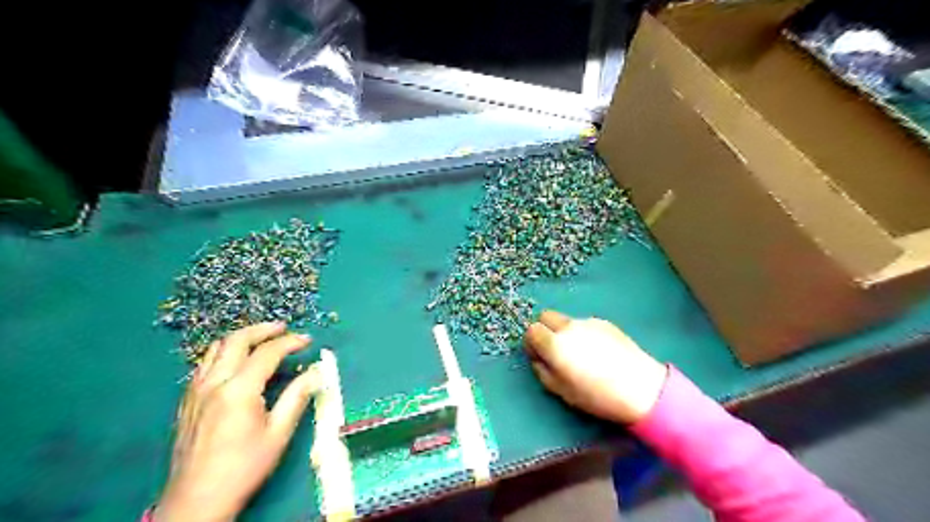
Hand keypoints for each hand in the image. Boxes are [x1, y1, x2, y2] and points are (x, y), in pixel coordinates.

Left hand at [154, 325, 320, 519]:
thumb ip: (298, 396)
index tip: (308, 340)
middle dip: (263, 329)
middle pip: (236, 340)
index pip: (267, 352)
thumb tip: (317, 371)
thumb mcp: (279, 433)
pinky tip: (237, 363)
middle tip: (284, 328)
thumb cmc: (244, 467)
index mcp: (238, 390)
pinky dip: (224, 353)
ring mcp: (195, 391)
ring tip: (262, 339)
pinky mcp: (187, 400)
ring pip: (216, 348)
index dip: (290, 342)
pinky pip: (205, 364)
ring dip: (241, 338)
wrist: (197, 500)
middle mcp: (214, 383)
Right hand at [522, 310, 668, 423]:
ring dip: (565, 332)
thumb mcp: (561, 391)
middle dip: (544, 329)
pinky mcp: (604, 322)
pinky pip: (584, 324)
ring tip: (581, 353)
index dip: (532, 342)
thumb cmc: (597, 396)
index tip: (538, 355)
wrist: (641, 388)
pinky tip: (598, 351)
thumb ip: (542, 371)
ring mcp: (588, 322)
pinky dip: (583, 333)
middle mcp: (568, 327)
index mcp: (555, 344)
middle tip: (554, 349)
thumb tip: (538, 358)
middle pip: (546, 316)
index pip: (532, 330)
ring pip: (566, 320)